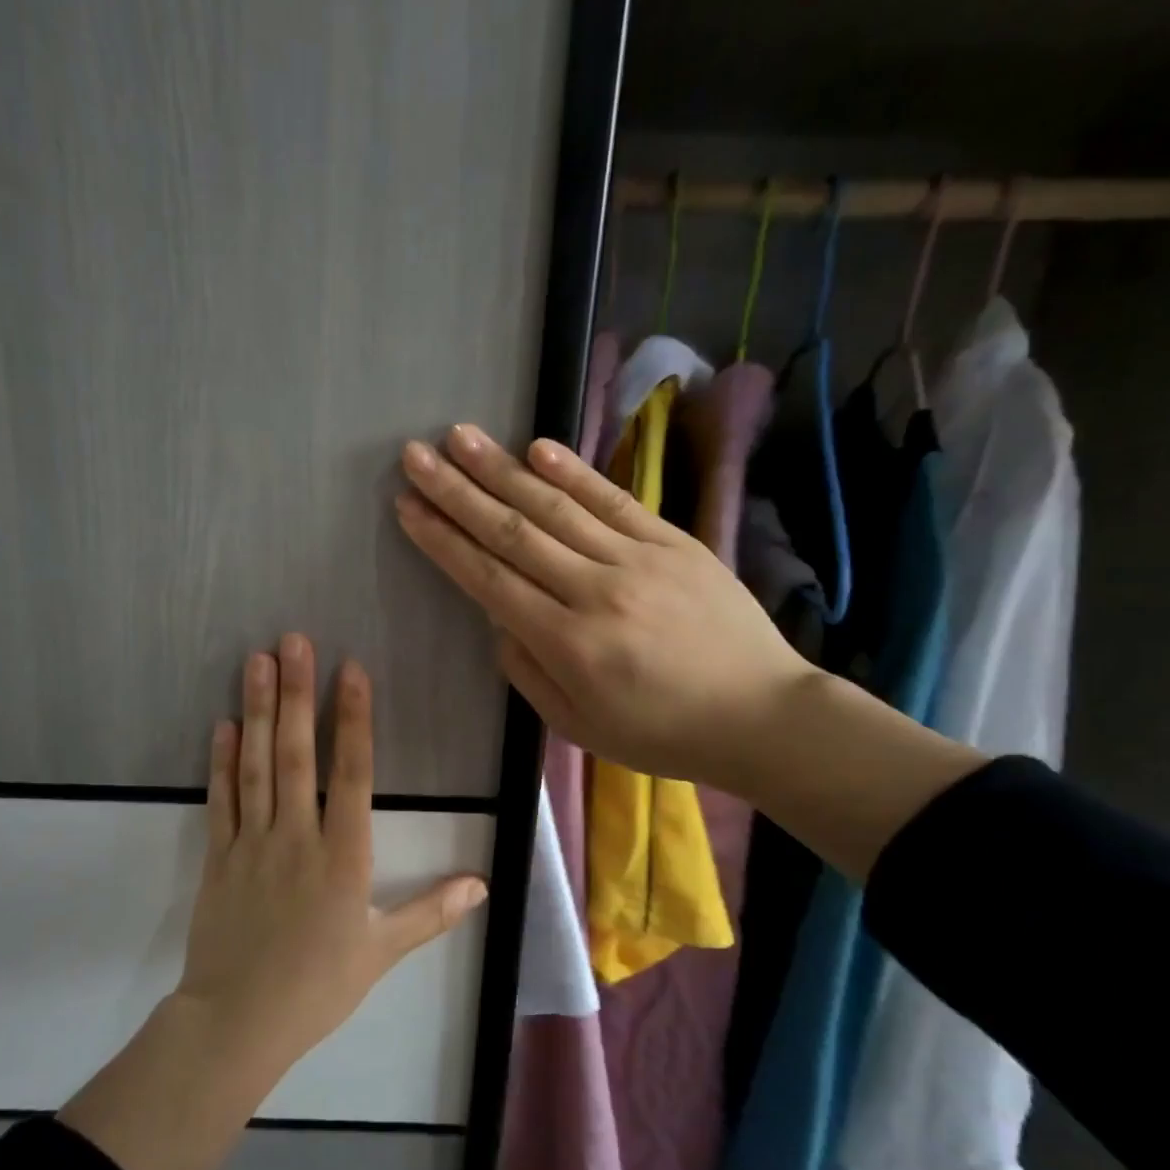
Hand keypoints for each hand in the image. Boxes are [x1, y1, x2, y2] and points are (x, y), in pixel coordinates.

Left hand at [175, 635, 488, 1071]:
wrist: (239, 1022)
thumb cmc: (319, 986)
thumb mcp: (382, 952)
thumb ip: (431, 912)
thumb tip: (483, 884)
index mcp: (343, 856)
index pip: (352, 774)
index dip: (352, 719)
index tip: (349, 671)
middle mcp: (297, 836)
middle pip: (297, 755)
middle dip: (297, 694)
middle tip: (293, 641)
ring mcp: (252, 843)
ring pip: (256, 766)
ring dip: (257, 711)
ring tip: (257, 661)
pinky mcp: (218, 856)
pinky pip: (220, 800)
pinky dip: (221, 760)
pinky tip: (223, 724)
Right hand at [394, 425, 814, 790]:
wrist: (762, 716)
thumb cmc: (663, 734)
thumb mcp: (579, 727)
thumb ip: (528, 673)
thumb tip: (499, 621)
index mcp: (568, 644)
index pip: (489, 579)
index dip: (443, 540)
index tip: (407, 507)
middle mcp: (596, 590)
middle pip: (513, 532)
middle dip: (457, 491)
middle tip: (415, 456)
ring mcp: (638, 559)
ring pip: (556, 506)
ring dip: (502, 469)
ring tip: (460, 436)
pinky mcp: (674, 542)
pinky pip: (615, 500)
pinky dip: (574, 471)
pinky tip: (537, 447)